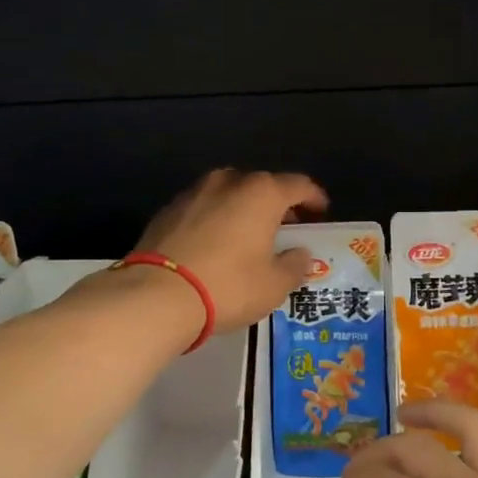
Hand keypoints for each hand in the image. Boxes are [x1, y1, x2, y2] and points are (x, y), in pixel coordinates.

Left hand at [135, 169, 327, 331]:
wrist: (157, 295)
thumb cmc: (228, 286)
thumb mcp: (274, 285)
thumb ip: (294, 265)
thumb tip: (300, 254)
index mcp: (261, 193)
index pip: (298, 185)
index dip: (314, 198)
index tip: (320, 213)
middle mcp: (228, 182)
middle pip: (261, 186)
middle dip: (277, 204)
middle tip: (285, 228)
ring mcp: (193, 193)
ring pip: (228, 194)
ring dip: (242, 210)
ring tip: (248, 236)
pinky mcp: (167, 211)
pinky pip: (202, 209)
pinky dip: (215, 220)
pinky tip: (215, 245)